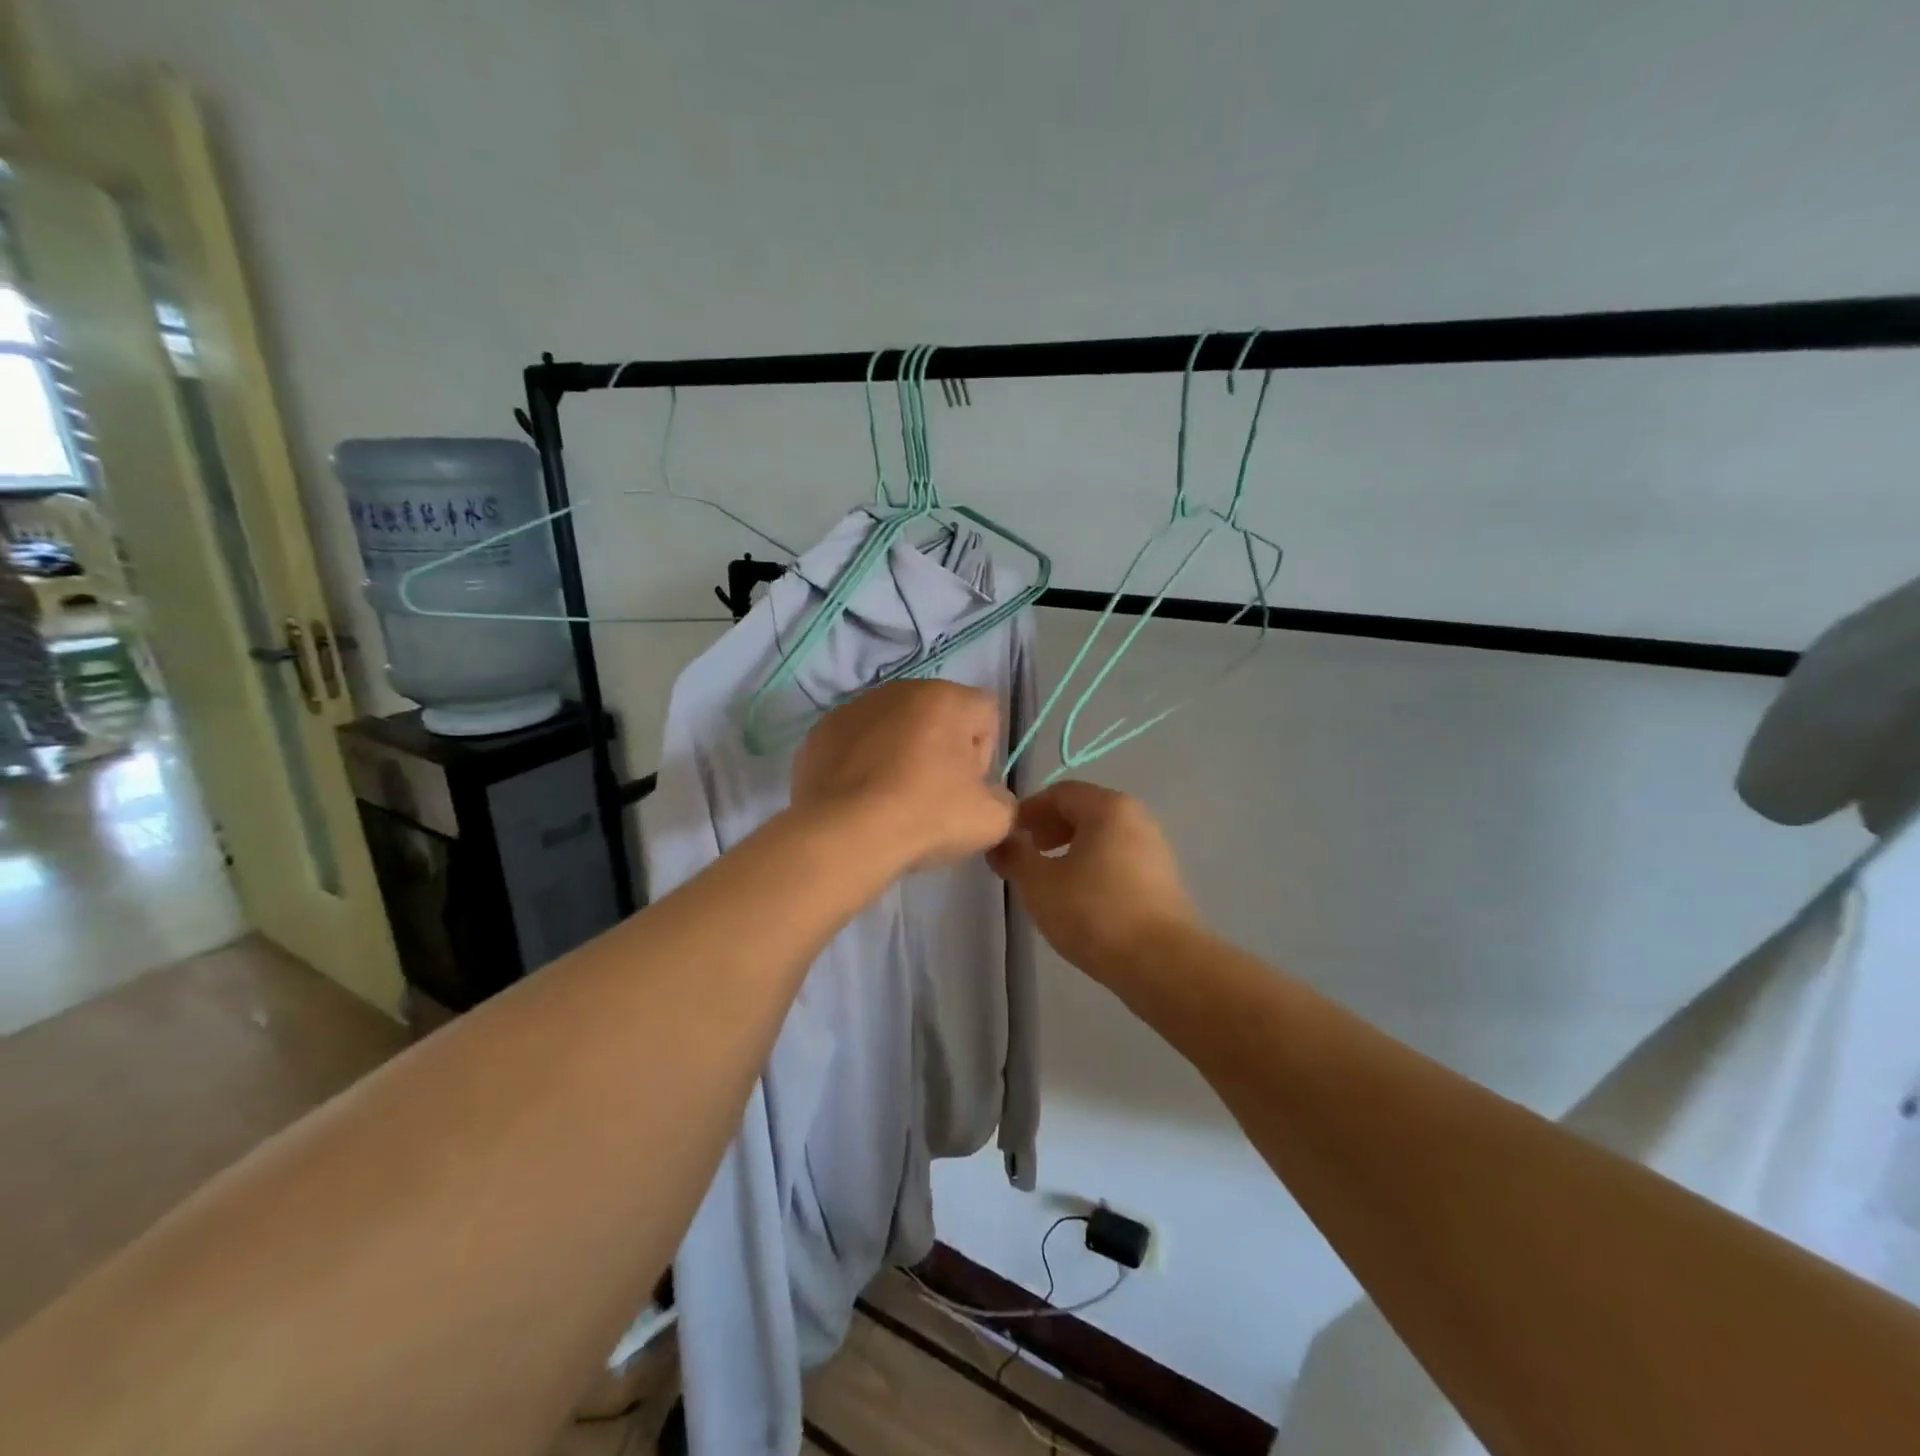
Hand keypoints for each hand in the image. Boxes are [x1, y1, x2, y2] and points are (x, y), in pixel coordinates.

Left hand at [791, 680, 1015, 871]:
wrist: (845, 837)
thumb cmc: (926, 817)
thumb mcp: (992, 820)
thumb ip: (1004, 799)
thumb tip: (988, 796)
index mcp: (948, 699)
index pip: (985, 715)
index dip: (983, 754)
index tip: (967, 788)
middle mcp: (901, 690)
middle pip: (939, 717)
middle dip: (941, 750)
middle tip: (933, 796)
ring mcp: (856, 707)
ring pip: (895, 727)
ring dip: (900, 754)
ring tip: (892, 799)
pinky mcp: (822, 731)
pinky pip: (857, 743)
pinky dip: (863, 763)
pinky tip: (861, 798)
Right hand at [987, 781, 1198, 980]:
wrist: (1162, 963)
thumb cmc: (1094, 912)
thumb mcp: (1039, 884)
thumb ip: (1014, 856)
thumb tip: (999, 841)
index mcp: (1108, 807)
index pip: (1060, 792)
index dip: (1028, 810)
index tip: (1007, 835)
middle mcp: (1136, 817)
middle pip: (1084, 810)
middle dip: (1049, 828)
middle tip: (1026, 854)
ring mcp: (1154, 848)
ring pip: (1102, 836)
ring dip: (1070, 849)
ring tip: (1049, 879)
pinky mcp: (1162, 879)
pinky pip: (1118, 858)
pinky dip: (1093, 865)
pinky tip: (1079, 897)